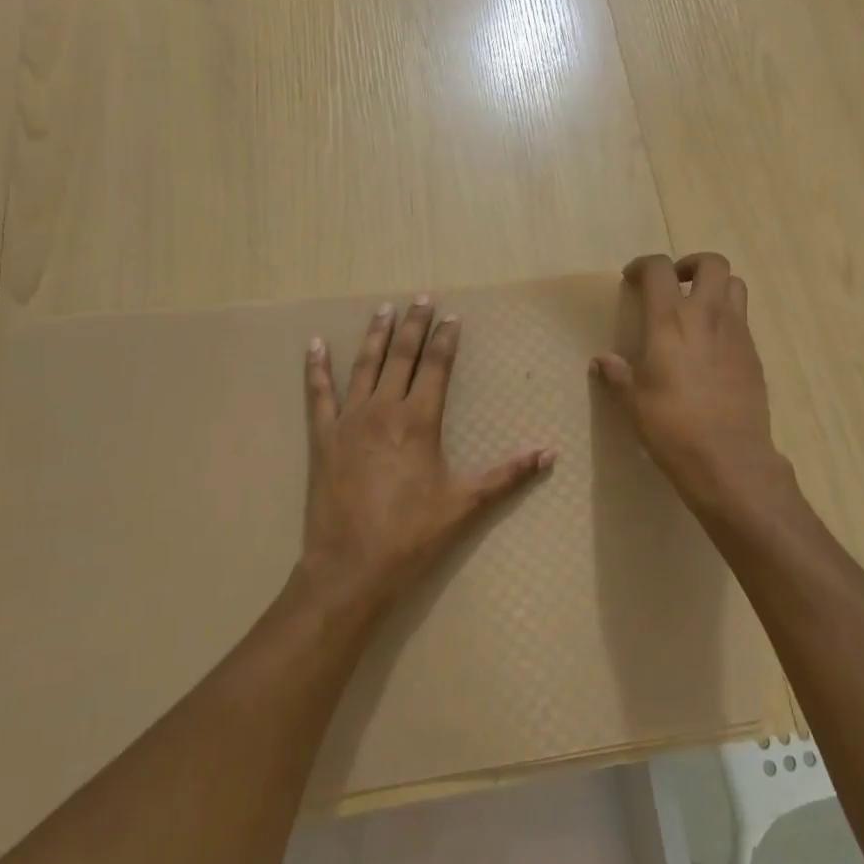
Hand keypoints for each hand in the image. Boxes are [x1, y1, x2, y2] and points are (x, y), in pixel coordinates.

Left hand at [299, 296, 555, 611]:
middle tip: (420, 299)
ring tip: (383, 309)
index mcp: (419, 420)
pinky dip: (316, 368)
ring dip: (375, 336)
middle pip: (401, 356)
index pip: (436, 367)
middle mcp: (384, 409)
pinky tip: (314, 345)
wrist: (352, 565)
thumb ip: (508, 474)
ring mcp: (350, 420)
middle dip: (414, 326)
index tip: (451, 316)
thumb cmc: (413, 534)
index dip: (445, 340)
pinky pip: (318, 394)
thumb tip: (549, 453)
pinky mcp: (323, 437)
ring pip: (363, 366)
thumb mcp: (466, 504)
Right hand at [592, 253, 792, 516]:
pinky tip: (710, 348)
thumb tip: (602, 361)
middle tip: (674, 284)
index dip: (643, 265)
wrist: (729, 459)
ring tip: (696, 309)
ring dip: (715, 287)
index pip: (659, 270)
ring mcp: (737, 333)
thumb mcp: (634, 403)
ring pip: (736, 286)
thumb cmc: (672, 427)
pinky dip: (726, 319)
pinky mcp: (754, 355)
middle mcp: (708, 316)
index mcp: (670, 321)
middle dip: (691, 264)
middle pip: (712, 263)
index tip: (631, 279)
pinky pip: (742, 320)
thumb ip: (617, 375)